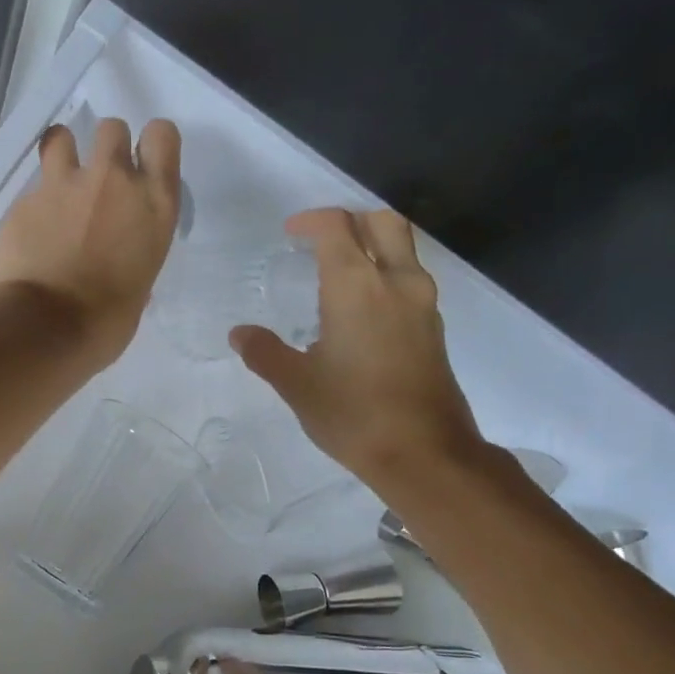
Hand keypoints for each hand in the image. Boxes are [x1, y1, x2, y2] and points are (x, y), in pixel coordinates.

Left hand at [0, 117, 180, 365]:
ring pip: (63, 137)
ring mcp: (63, 186)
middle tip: (101, 184)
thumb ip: (133, 260)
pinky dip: (35, 206)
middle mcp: (112, 182)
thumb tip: (120, 267)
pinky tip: (31, 236)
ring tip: (60, 188)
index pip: (163, 137)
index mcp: (153, 205)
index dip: (153, 145)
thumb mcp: (138, 290)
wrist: (42, 328)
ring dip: (64, 154)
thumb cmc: (105, 323)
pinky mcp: (24, 201)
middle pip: (113, 128)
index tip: (144, 165)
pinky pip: (33, 189)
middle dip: (108, 148)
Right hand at [230, 208, 488, 493]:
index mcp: (357, 287)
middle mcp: (396, 283)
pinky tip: (362, 311)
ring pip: (403, 249)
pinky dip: (386, 275)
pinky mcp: (434, 328)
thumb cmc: (353, 414)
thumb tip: (240, 334)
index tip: (290, 234)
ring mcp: (423, 304)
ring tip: (339, 274)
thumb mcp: (297, 385)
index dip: (311, 221)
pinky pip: (410, 280)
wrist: (424, 453)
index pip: (337, 227)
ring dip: (373, 246)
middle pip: (383, 222)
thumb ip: (265, 353)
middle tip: (320, 241)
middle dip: (350, 220)